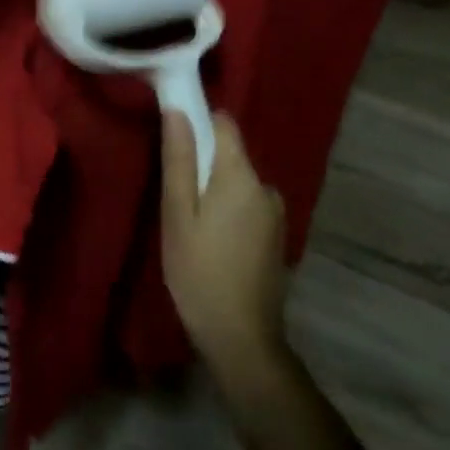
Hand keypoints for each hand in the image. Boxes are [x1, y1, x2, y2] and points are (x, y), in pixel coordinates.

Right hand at [161, 111, 292, 398]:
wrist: (242, 339)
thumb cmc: (200, 272)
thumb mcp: (178, 214)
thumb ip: (180, 160)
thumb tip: (177, 110)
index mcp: (242, 176)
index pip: (223, 124)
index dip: (197, 121)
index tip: (173, 138)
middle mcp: (266, 187)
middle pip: (230, 154)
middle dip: (202, 163)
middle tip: (174, 195)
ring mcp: (275, 214)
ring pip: (238, 182)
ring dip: (215, 190)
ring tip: (189, 222)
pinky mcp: (276, 236)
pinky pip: (247, 205)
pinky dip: (228, 210)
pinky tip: (212, 241)